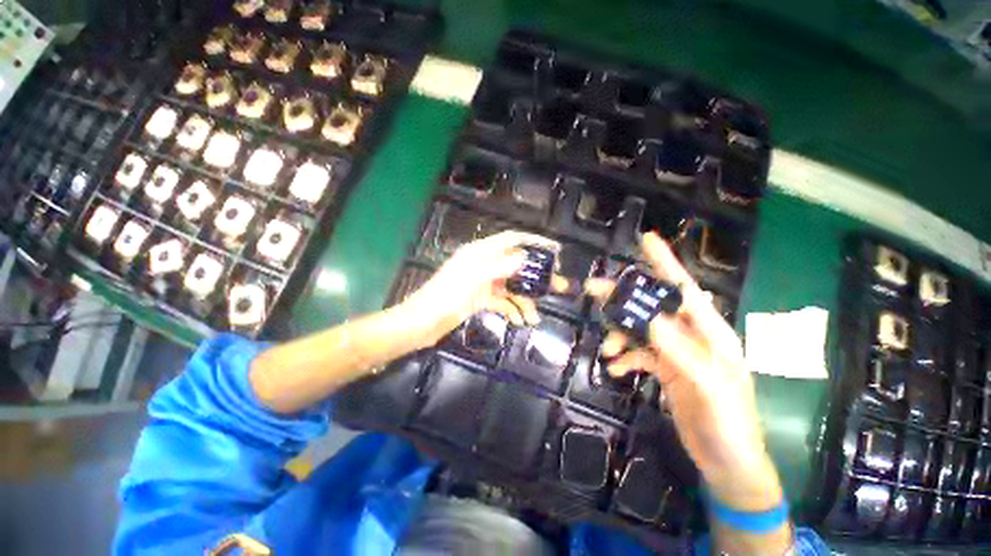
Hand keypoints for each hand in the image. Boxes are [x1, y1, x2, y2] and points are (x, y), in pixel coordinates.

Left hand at [402, 231, 563, 346]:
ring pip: (511, 286)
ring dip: (524, 300)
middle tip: (555, 288)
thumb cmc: (444, 298)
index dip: (534, 241)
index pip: (512, 240)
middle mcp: (484, 264)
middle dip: (535, 278)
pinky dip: (511, 310)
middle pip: (516, 265)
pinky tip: (520, 322)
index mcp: (480, 253)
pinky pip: (502, 301)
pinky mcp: (481, 298)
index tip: (555, 250)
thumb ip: (498, 267)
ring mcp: (483, 282)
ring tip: (535, 318)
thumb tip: (523, 256)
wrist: (421, 324)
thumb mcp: (472, 280)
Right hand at [586, 232, 782, 510]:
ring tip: (607, 350)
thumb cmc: (730, 425)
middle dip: (624, 297)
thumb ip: (680, 352)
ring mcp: (678, 353)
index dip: (665, 263)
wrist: (728, 464)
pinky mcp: (667, 369)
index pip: (685, 290)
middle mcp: (693, 337)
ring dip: (620, 335)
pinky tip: (613, 368)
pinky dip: (624, 357)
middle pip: (653, 306)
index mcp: (712, 334)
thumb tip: (648, 319)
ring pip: (641, 329)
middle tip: (593, 289)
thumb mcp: (708, 388)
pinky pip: (639, 353)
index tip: (646, 239)